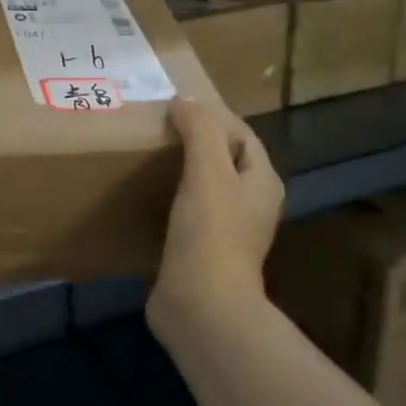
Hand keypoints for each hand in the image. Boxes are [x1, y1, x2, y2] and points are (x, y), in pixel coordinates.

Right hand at [148, 97, 284, 344]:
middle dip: (195, 141)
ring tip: (146, 156)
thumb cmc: (210, 232)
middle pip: (223, 160)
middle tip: (156, 128)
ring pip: (203, 187)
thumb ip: (200, 130)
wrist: (201, 305)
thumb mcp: (208, 170)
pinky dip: (168, 198)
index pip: (241, 134)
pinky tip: (144, 196)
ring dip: (180, 170)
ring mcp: (225, 231)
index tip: (174, 105)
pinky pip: (185, 213)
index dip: (212, 115)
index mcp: (261, 182)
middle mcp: (249, 205)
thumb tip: (185, 100)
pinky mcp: (200, 252)